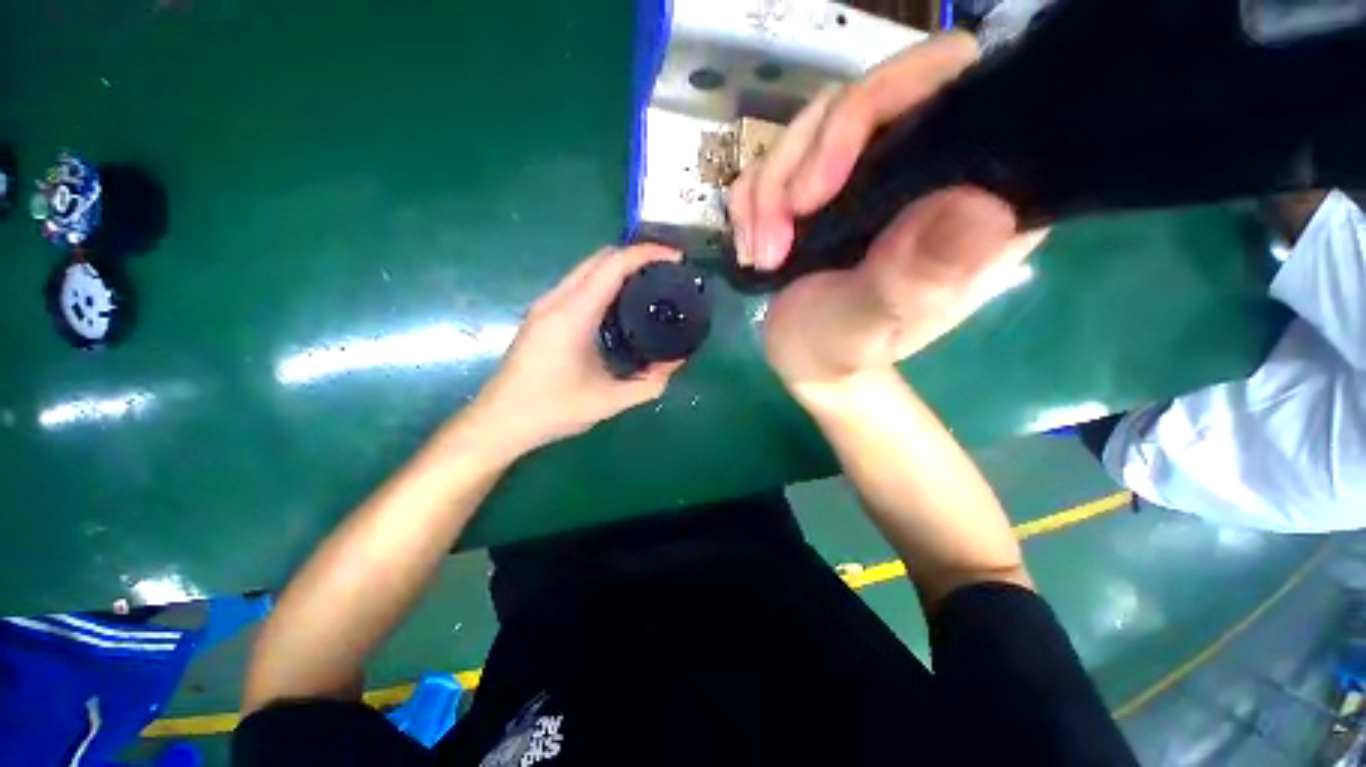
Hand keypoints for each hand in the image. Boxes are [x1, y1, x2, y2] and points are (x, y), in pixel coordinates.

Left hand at [465, 245, 684, 457]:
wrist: (500, 421)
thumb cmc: (552, 410)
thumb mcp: (609, 401)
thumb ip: (649, 383)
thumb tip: (676, 362)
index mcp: (573, 315)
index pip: (613, 264)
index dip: (647, 254)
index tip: (676, 258)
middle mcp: (557, 300)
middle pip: (600, 258)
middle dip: (636, 256)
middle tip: (667, 272)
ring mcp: (546, 306)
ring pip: (587, 268)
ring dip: (620, 268)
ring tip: (651, 285)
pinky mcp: (543, 315)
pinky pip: (579, 284)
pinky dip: (605, 282)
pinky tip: (622, 304)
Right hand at [727, 33, 1044, 387]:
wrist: (808, 358)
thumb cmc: (846, 348)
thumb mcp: (875, 323)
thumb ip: (918, 278)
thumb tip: (983, 209)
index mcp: (970, 191)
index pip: (950, 87)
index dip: (884, 102)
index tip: (822, 183)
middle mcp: (924, 164)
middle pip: (864, 96)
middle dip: (802, 162)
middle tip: (775, 236)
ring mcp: (868, 169)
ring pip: (810, 125)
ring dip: (768, 192)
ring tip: (761, 254)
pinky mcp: (823, 182)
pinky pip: (775, 156)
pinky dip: (751, 201)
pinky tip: (751, 246)